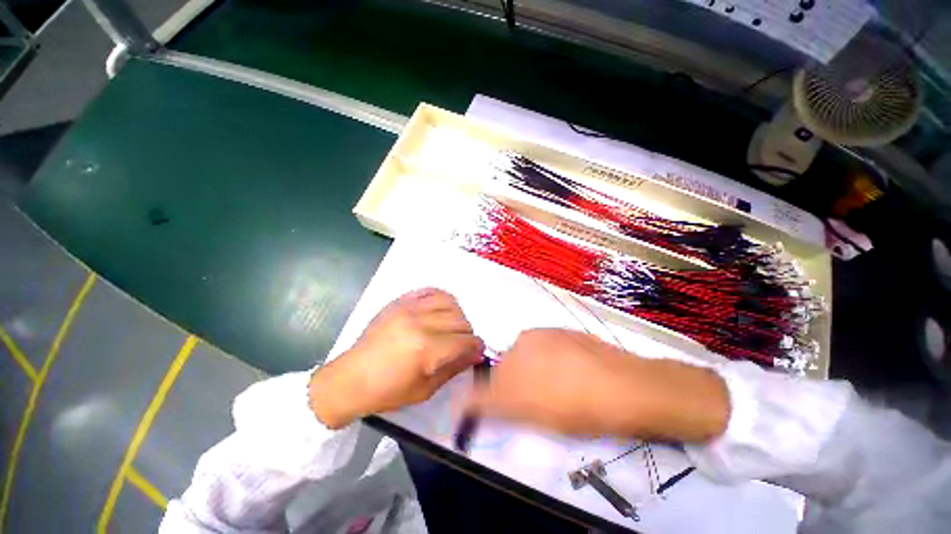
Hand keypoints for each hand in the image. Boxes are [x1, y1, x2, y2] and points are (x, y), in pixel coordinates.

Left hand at [309, 288, 484, 428]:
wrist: (350, 379)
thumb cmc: (387, 391)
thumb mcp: (425, 389)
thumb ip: (454, 368)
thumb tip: (476, 354)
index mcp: (427, 350)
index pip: (465, 341)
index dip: (476, 348)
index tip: (477, 353)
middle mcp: (421, 323)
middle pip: (461, 321)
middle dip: (467, 335)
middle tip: (461, 345)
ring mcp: (409, 309)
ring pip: (450, 303)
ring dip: (457, 316)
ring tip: (450, 328)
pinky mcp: (400, 302)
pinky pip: (431, 291)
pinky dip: (442, 298)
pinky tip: (440, 310)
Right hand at [466, 329, 729, 441]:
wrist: (630, 388)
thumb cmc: (578, 406)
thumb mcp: (531, 413)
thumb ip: (494, 405)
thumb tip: (464, 403)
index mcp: (515, 353)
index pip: (494, 377)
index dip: (501, 397)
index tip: (516, 411)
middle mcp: (527, 337)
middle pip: (511, 365)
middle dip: (517, 385)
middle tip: (541, 404)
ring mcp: (549, 332)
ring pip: (531, 356)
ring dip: (536, 374)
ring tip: (560, 391)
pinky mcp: (568, 332)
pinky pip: (550, 349)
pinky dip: (553, 364)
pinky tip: (573, 376)